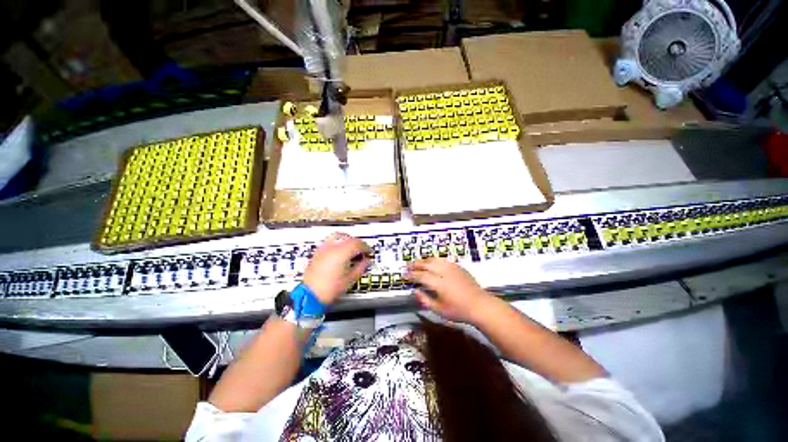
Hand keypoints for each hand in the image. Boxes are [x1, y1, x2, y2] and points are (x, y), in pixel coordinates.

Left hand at [303, 233, 370, 305]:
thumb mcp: (350, 280)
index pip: (357, 243)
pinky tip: (339, 252)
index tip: (368, 252)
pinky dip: (336, 244)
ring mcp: (322, 249)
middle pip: (347, 237)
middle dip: (356, 242)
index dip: (365, 247)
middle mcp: (331, 247)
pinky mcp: (317, 253)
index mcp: (341, 253)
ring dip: (346, 240)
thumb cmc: (327, 289)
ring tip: (350, 250)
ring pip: (337, 236)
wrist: (311, 294)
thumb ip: (360, 268)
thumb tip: (365, 262)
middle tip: (361, 250)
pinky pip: (329, 242)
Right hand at [405, 258, 493, 323]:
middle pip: (428, 264)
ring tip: (419, 263)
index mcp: (439, 283)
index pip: (421, 276)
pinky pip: (445, 260)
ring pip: (437, 260)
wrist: (480, 306)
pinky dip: (436, 260)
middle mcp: (445, 273)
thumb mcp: (439, 310)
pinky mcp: (460, 268)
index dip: (411, 275)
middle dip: (417, 264)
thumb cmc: (459, 311)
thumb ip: (425, 300)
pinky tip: (434, 263)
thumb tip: (415, 291)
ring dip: (426, 260)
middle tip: (408, 266)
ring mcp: (454, 269)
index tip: (404, 275)